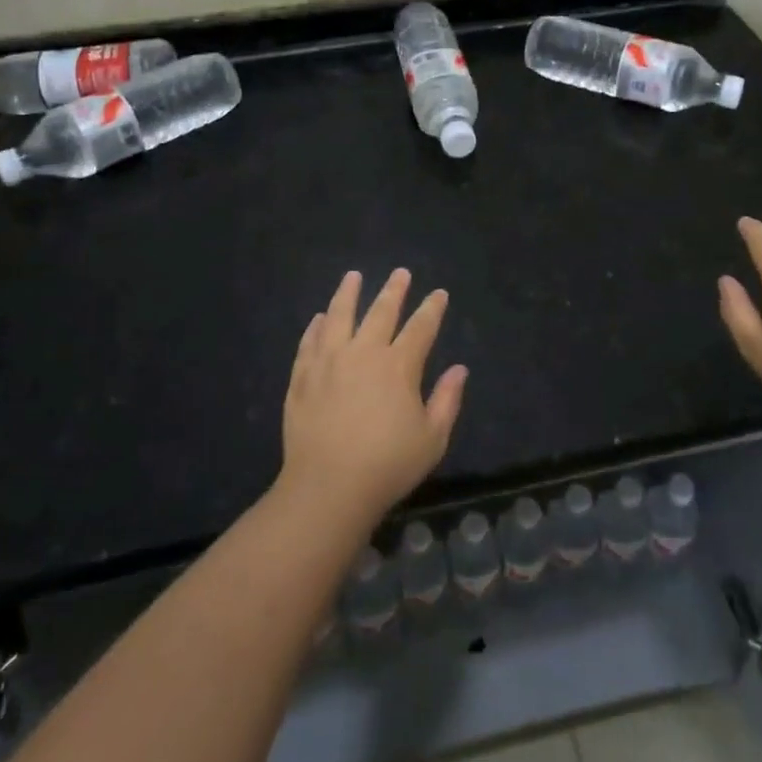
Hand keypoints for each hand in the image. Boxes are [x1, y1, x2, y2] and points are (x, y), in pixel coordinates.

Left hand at [278, 269, 466, 529]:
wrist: (327, 488)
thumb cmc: (387, 466)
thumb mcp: (432, 439)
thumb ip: (447, 400)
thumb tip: (459, 369)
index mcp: (398, 366)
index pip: (420, 328)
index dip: (432, 309)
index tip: (439, 294)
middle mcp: (363, 353)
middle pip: (381, 312)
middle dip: (394, 290)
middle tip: (400, 273)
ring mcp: (328, 362)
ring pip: (339, 316)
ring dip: (348, 293)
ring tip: (353, 276)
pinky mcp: (302, 377)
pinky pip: (309, 343)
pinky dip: (316, 327)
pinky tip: (319, 318)